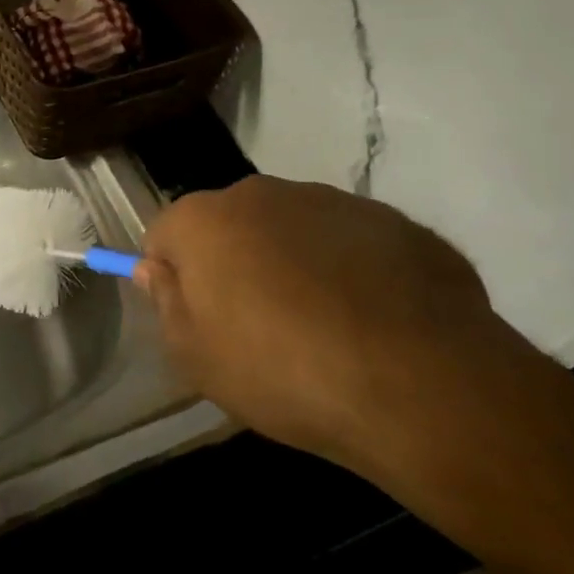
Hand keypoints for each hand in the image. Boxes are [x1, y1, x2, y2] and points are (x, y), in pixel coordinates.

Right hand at [135, 175, 530, 476]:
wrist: (417, 381)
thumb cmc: (281, 371)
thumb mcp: (197, 358)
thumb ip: (166, 303)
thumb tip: (155, 268)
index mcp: (206, 220)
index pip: (165, 234)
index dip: (174, 277)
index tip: (197, 320)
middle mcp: (264, 193)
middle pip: (230, 225)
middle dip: (234, 264)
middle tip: (258, 328)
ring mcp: (333, 200)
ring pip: (293, 229)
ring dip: (293, 264)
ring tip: (324, 330)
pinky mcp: (393, 220)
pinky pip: (351, 243)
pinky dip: (350, 272)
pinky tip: (372, 323)